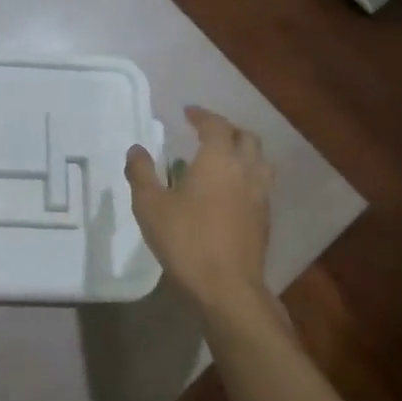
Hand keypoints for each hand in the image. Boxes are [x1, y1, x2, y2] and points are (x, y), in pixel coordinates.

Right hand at [126, 106, 274, 315]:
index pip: (216, 125)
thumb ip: (141, 173)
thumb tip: (136, 150)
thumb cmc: (185, 240)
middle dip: (227, 130)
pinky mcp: (264, 220)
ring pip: (260, 161)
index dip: (202, 115)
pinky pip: (260, 184)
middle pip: (246, 138)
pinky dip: (247, 176)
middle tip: (206, 133)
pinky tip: (230, 191)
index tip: (188, 113)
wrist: (226, 287)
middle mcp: (245, 170)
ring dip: (243, 152)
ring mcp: (260, 196)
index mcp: (218, 160)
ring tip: (223, 158)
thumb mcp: (150, 205)